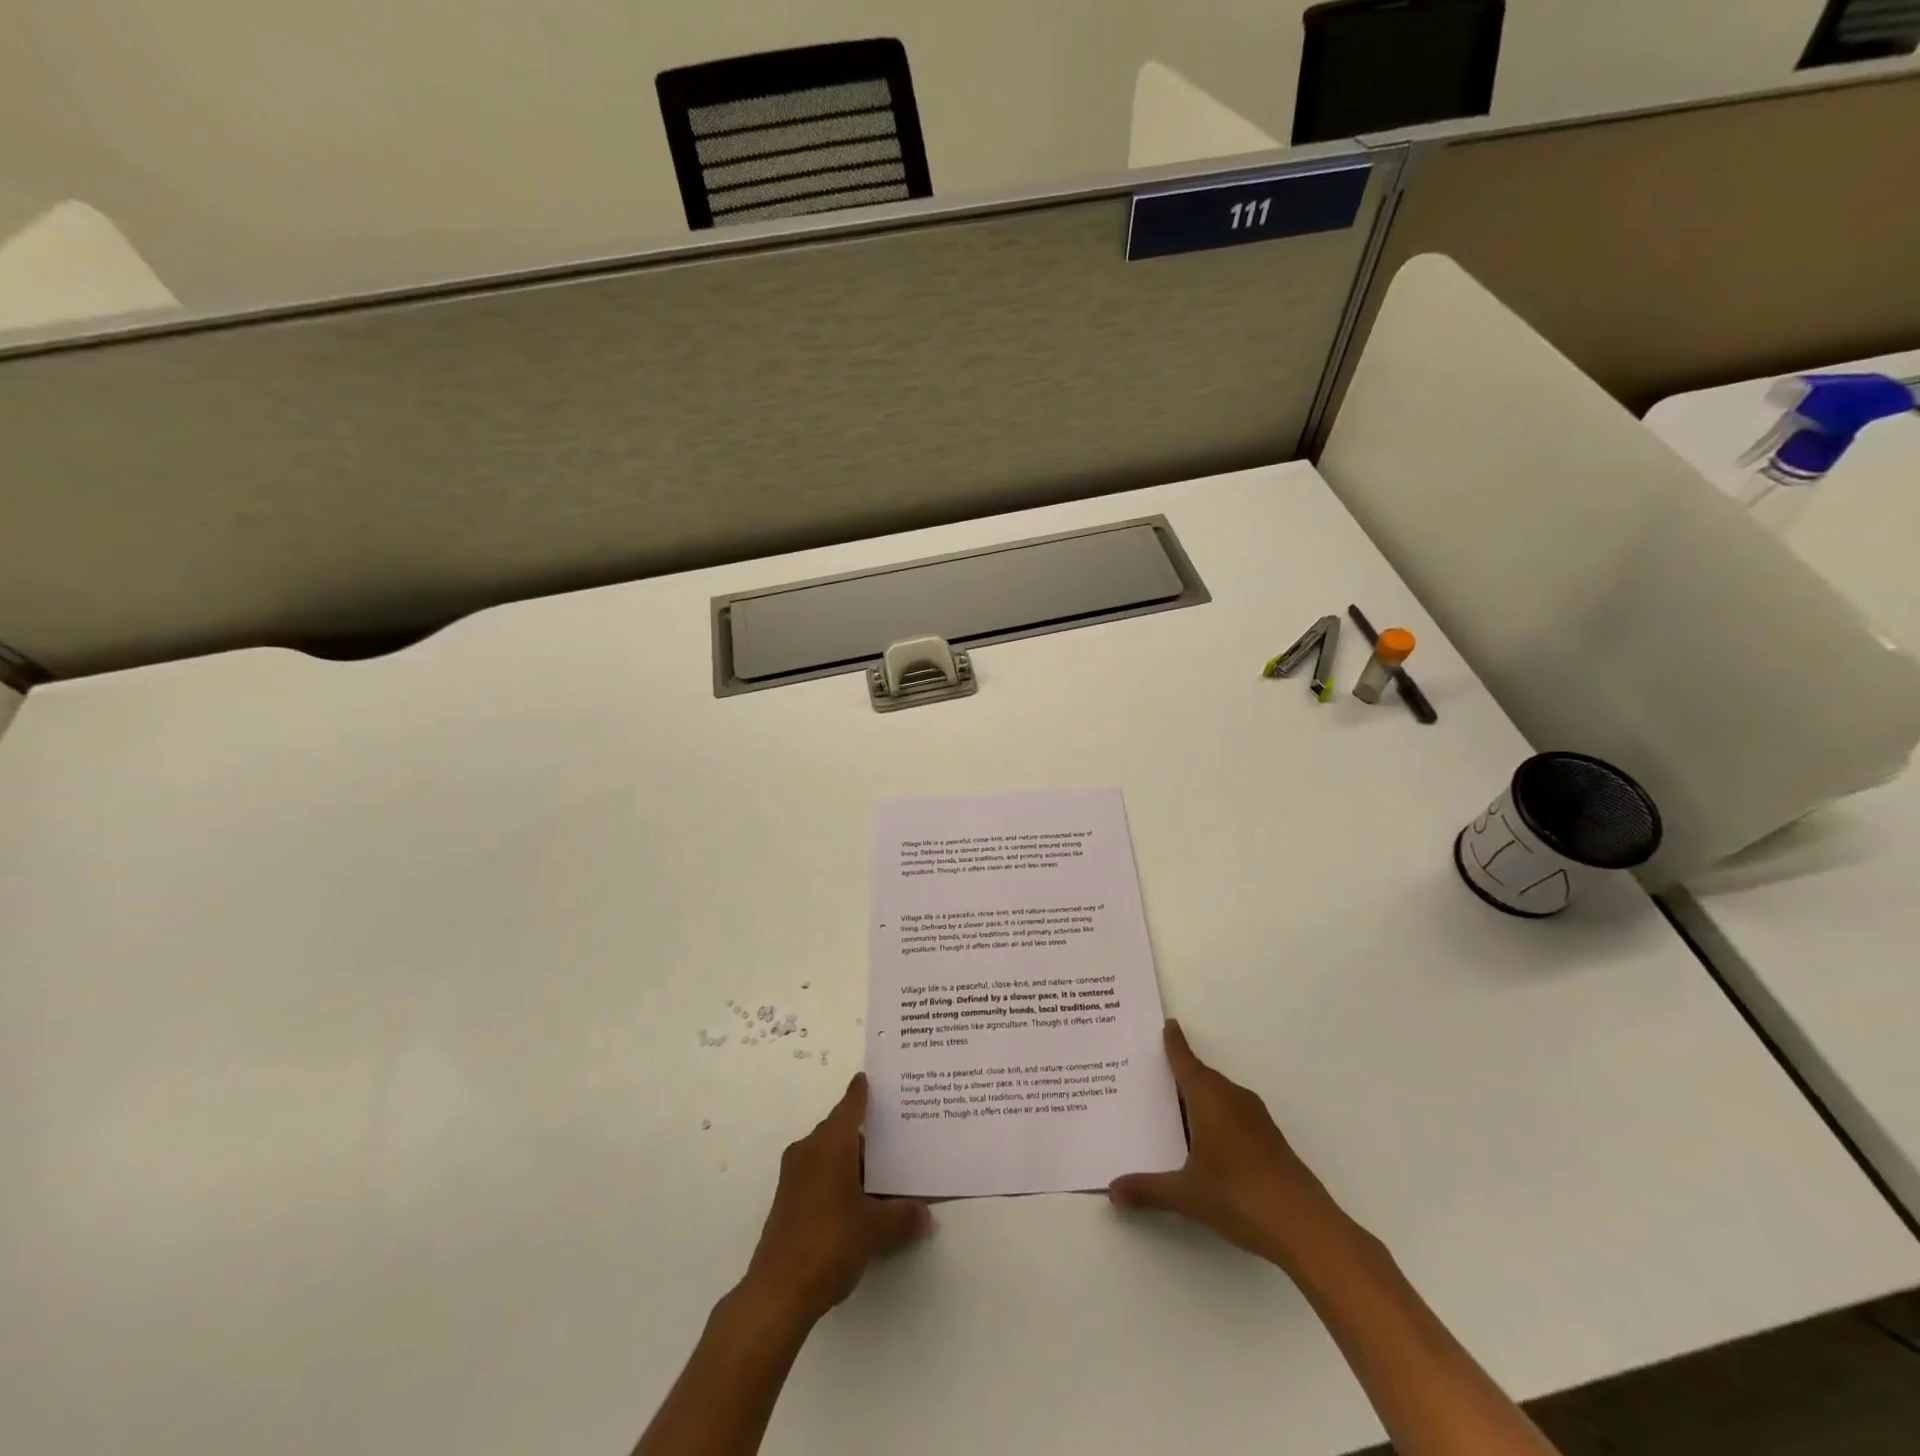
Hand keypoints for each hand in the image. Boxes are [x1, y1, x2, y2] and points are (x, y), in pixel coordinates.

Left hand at [739, 1073, 930, 1326]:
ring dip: (854, 1163)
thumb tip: (925, 1213)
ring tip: (885, 1176)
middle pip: (842, 1131)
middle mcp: (809, 1150)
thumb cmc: (829, 1242)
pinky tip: (860, 1203)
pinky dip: (840, 1181)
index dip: (863, 1092)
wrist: (777, 1293)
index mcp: (829, 1143)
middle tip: (898, 1139)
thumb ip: (904, 1216)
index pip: (850, 1104)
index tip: (873, 1079)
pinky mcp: (787, 1203)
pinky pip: (819, 1177)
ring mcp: (794, 1177)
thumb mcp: (876, 1229)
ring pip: (830, 1156)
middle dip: (868, 1136)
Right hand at [1109, 1020, 1347, 1268]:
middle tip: (1150, 1078)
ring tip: (1170, 1114)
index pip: (1185, 1061)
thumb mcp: (1186, 1194)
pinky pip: (1233, 1116)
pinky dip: (1215, 1120)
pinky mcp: (1269, 1140)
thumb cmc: (1238, 1194)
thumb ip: (1148, 1189)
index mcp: (1209, 1097)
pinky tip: (1203, 1145)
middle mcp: (1232, 1098)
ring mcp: (1255, 1119)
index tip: (1168, 1024)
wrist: (1304, 1226)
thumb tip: (1113, 1190)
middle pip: (1200, 1078)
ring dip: (1198, 1101)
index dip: (1174, 1043)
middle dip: (1179, 1076)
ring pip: (1218, 1098)